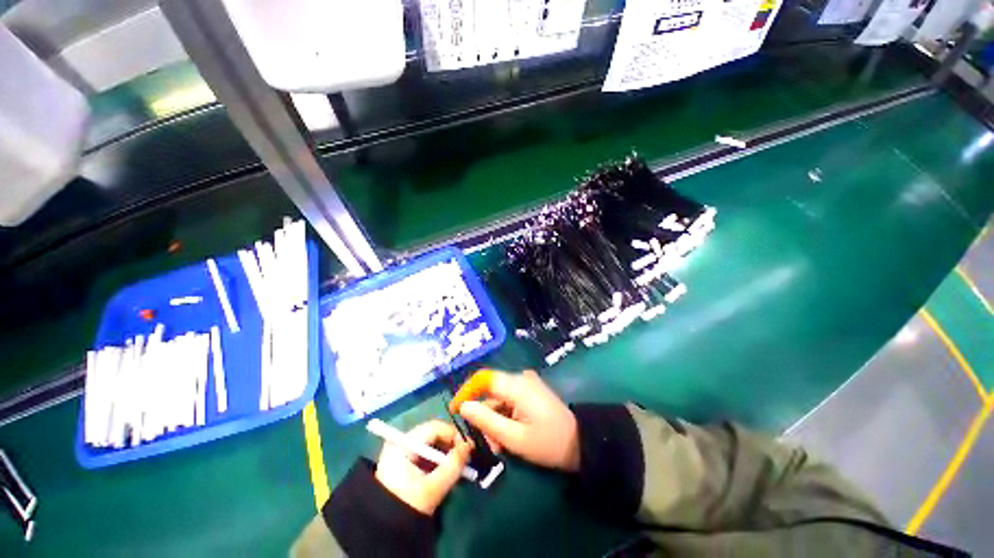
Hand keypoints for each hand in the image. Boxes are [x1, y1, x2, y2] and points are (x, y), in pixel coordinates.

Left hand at [374, 420, 472, 514]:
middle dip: (451, 445)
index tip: (468, 447)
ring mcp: (402, 451)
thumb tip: (469, 446)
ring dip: (446, 453)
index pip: (434, 427)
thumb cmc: (405, 506)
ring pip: (432, 444)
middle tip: (466, 457)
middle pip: (434, 434)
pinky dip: (438, 460)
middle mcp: (402, 441)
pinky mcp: (404, 462)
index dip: (454, 434)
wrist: (382, 531)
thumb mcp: (432, 488)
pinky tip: (447, 471)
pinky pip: (426, 453)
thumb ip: (452, 465)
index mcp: (403, 443)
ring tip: (459, 466)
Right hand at [456, 370, 579, 471]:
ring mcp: (527, 384)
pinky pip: (510, 400)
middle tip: (484, 441)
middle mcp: (520, 378)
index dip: (466, 391)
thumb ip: (486, 420)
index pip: (483, 378)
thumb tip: (463, 406)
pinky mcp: (531, 391)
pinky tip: (508, 436)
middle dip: (484, 415)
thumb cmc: (548, 443)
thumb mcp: (514, 438)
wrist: (581, 444)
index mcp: (517, 385)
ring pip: (499, 398)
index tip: (455, 410)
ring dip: (494, 420)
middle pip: (491, 391)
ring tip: (499, 446)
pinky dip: (504, 416)